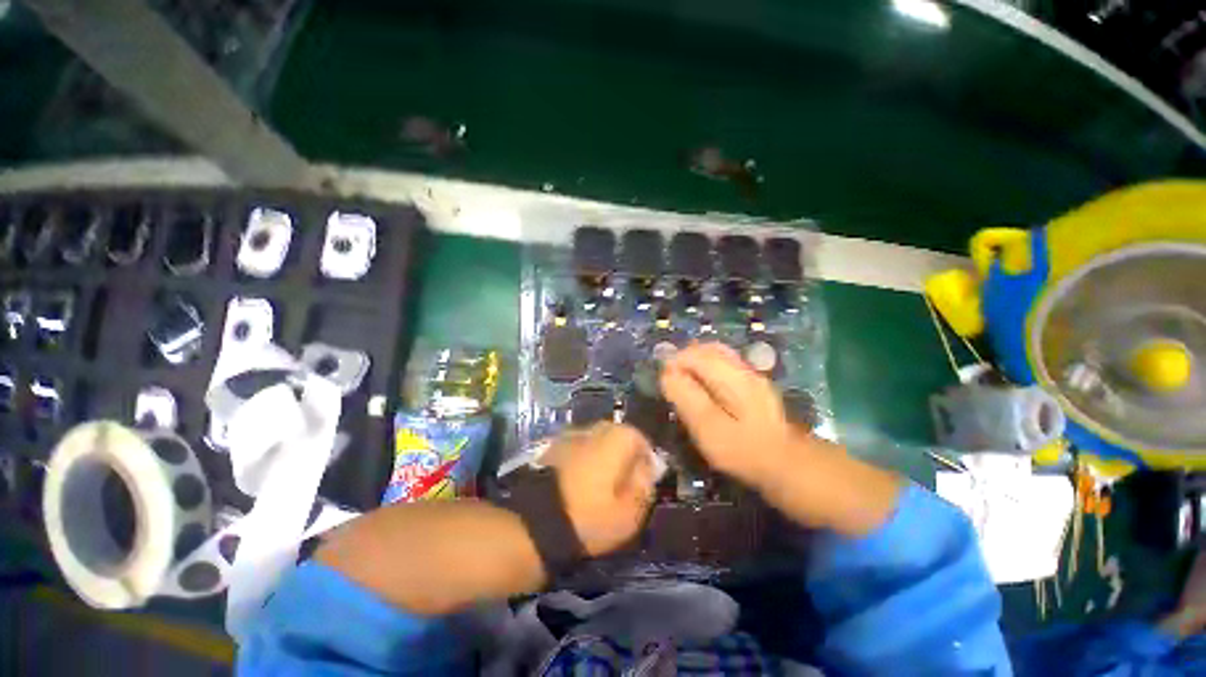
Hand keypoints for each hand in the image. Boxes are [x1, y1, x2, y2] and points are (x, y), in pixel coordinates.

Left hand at [541, 423, 656, 555]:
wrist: (535, 521)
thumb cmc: (590, 517)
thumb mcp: (629, 513)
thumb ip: (644, 486)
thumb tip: (648, 470)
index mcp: (617, 437)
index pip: (641, 440)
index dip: (645, 461)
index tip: (642, 482)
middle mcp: (594, 427)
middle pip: (617, 437)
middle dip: (623, 456)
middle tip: (622, 483)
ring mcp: (570, 434)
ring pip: (595, 441)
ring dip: (601, 456)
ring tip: (598, 483)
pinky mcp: (551, 446)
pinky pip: (576, 449)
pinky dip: (581, 460)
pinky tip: (577, 482)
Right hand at [659, 342, 801, 487]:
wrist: (788, 465)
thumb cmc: (743, 450)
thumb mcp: (709, 428)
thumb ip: (687, 398)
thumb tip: (667, 373)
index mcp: (731, 376)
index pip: (695, 354)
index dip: (674, 363)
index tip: (664, 383)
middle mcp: (742, 368)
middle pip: (706, 350)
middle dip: (684, 361)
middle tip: (672, 384)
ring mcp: (750, 375)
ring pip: (716, 356)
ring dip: (695, 365)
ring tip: (684, 386)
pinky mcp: (753, 385)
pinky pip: (724, 366)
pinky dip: (707, 371)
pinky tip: (704, 390)